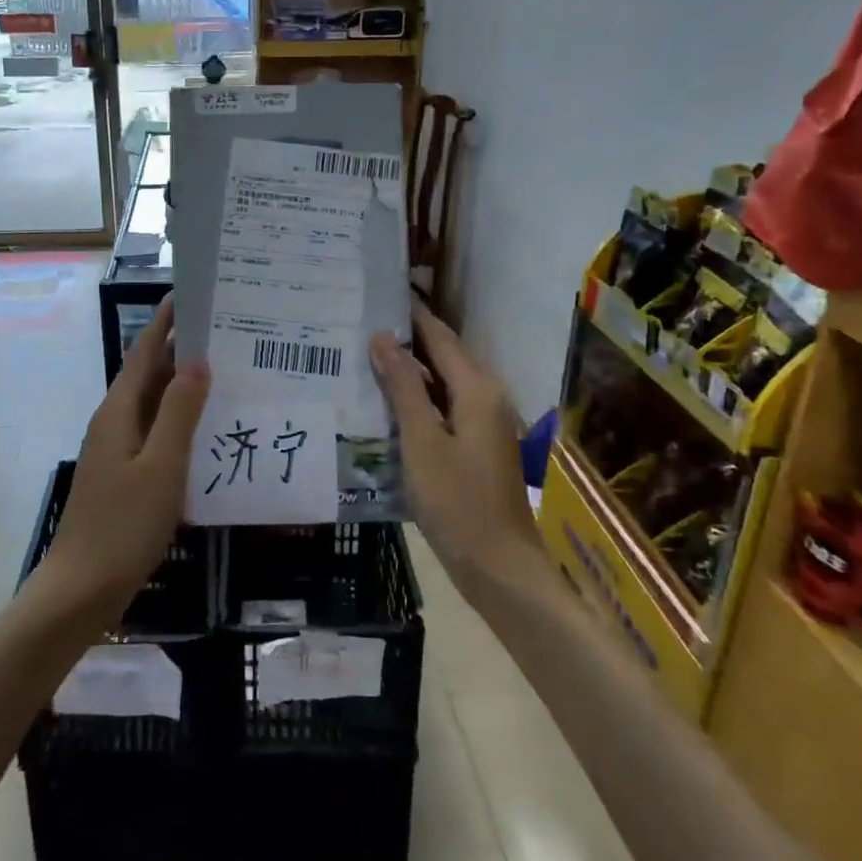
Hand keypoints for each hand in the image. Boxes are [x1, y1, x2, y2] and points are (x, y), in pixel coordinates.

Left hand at [42, 297, 210, 622]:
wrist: (81, 590)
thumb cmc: (123, 525)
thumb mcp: (161, 466)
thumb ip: (180, 412)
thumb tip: (197, 360)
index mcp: (118, 412)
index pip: (144, 353)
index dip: (166, 323)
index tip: (192, 295)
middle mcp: (114, 423)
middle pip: (149, 376)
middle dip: (182, 352)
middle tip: (227, 336)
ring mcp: (117, 451)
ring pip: (154, 407)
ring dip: (184, 388)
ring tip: (226, 375)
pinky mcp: (124, 476)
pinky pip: (156, 435)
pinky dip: (181, 423)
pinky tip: (208, 433)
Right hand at [370, 301, 543, 583]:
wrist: (500, 568)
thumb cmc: (458, 503)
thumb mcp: (422, 443)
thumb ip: (404, 388)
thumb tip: (384, 339)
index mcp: (477, 389)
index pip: (439, 336)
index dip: (411, 313)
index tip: (379, 292)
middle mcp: (486, 397)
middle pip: (443, 355)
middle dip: (406, 338)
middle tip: (361, 322)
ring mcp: (484, 422)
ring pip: (443, 382)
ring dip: (409, 368)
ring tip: (365, 355)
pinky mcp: (477, 445)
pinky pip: (444, 406)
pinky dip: (418, 397)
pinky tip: (387, 402)